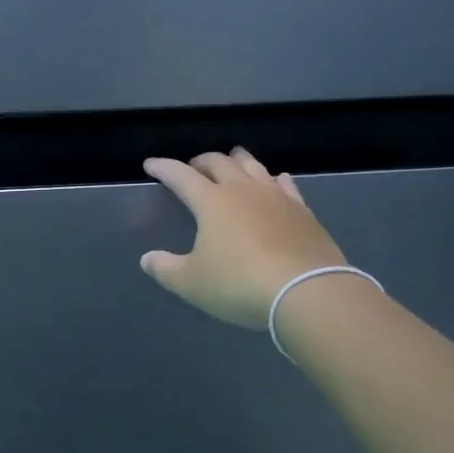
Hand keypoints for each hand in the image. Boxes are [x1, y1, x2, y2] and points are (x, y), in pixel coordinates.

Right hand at [140, 149, 346, 327]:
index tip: (150, 164)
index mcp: (211, 202)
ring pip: (253, 166)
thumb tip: (147, 259)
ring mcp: (276, 197)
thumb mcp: (192, 283)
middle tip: (192, 168)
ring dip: (237, 160)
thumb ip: (165, 269)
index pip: (180, 175)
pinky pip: (285, 184)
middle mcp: (242, 190)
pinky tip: (276, 180)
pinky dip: (274, 179)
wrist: (306, 292)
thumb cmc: (239, 284)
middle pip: (219, 163)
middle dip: (200, 161)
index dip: (163, 168)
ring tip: (231, 161)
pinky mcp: (302, 211)